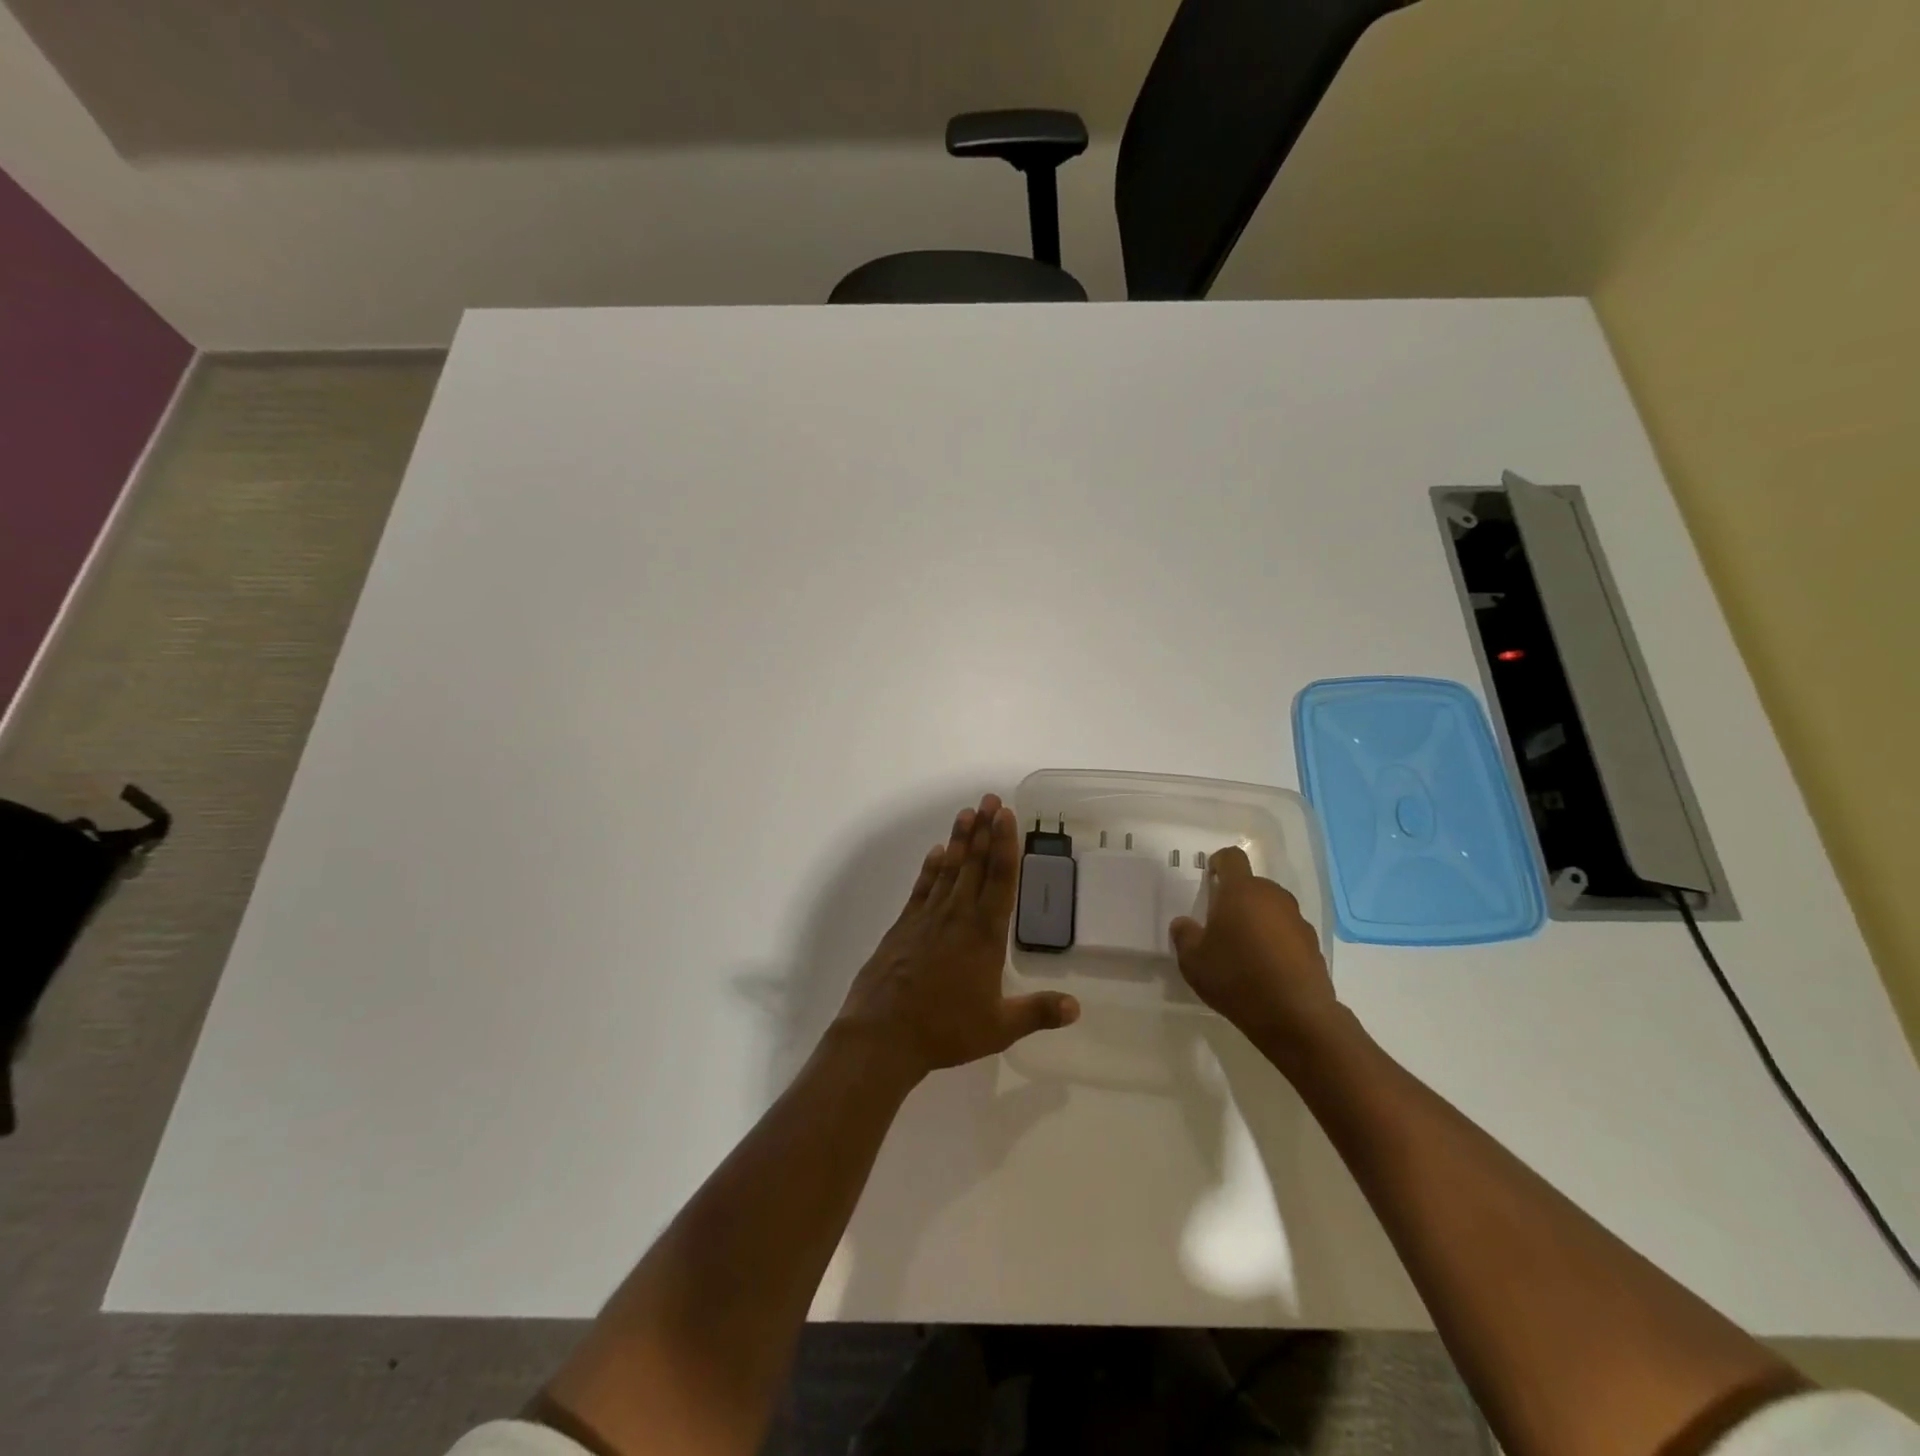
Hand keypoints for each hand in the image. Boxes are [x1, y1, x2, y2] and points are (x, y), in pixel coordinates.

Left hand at [836, 793, 1079, 1081]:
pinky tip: (937, 852)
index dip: (1006, 845)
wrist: (883, 1033)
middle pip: (975, 865)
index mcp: (985, 935)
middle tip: (990, 798)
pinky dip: (931, 867)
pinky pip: (922, 887)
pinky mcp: (904, 925)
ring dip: (960, 840)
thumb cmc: (945, 1029)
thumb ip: (1037, 1012)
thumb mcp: (999, 1027)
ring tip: (967, 812)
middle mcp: (958, 916)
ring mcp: (927, 918)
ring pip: (949, 869)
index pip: (1001, 880)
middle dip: (985, 830)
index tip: (1007, 815)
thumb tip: (1077, 1007)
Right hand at [1169, 846, 1338, 1061]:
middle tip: (1221, 924)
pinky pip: (1287, 933)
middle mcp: (1272, 897)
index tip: (1210, 878)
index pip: (1232, 858)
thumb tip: (1184, 924)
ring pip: (1271, 909)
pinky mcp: (1313, 945)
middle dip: (1237, 899)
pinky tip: (1266, 970)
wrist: (1296, 1015)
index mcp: (1241, 891)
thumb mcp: (1193, 961)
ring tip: (1244, 951)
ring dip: (1258, 920)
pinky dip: (1276, 942)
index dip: (1219, 863)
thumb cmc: (1236, 977)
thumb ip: (1184, 936)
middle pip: (1252, 886)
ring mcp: (1297, 920)